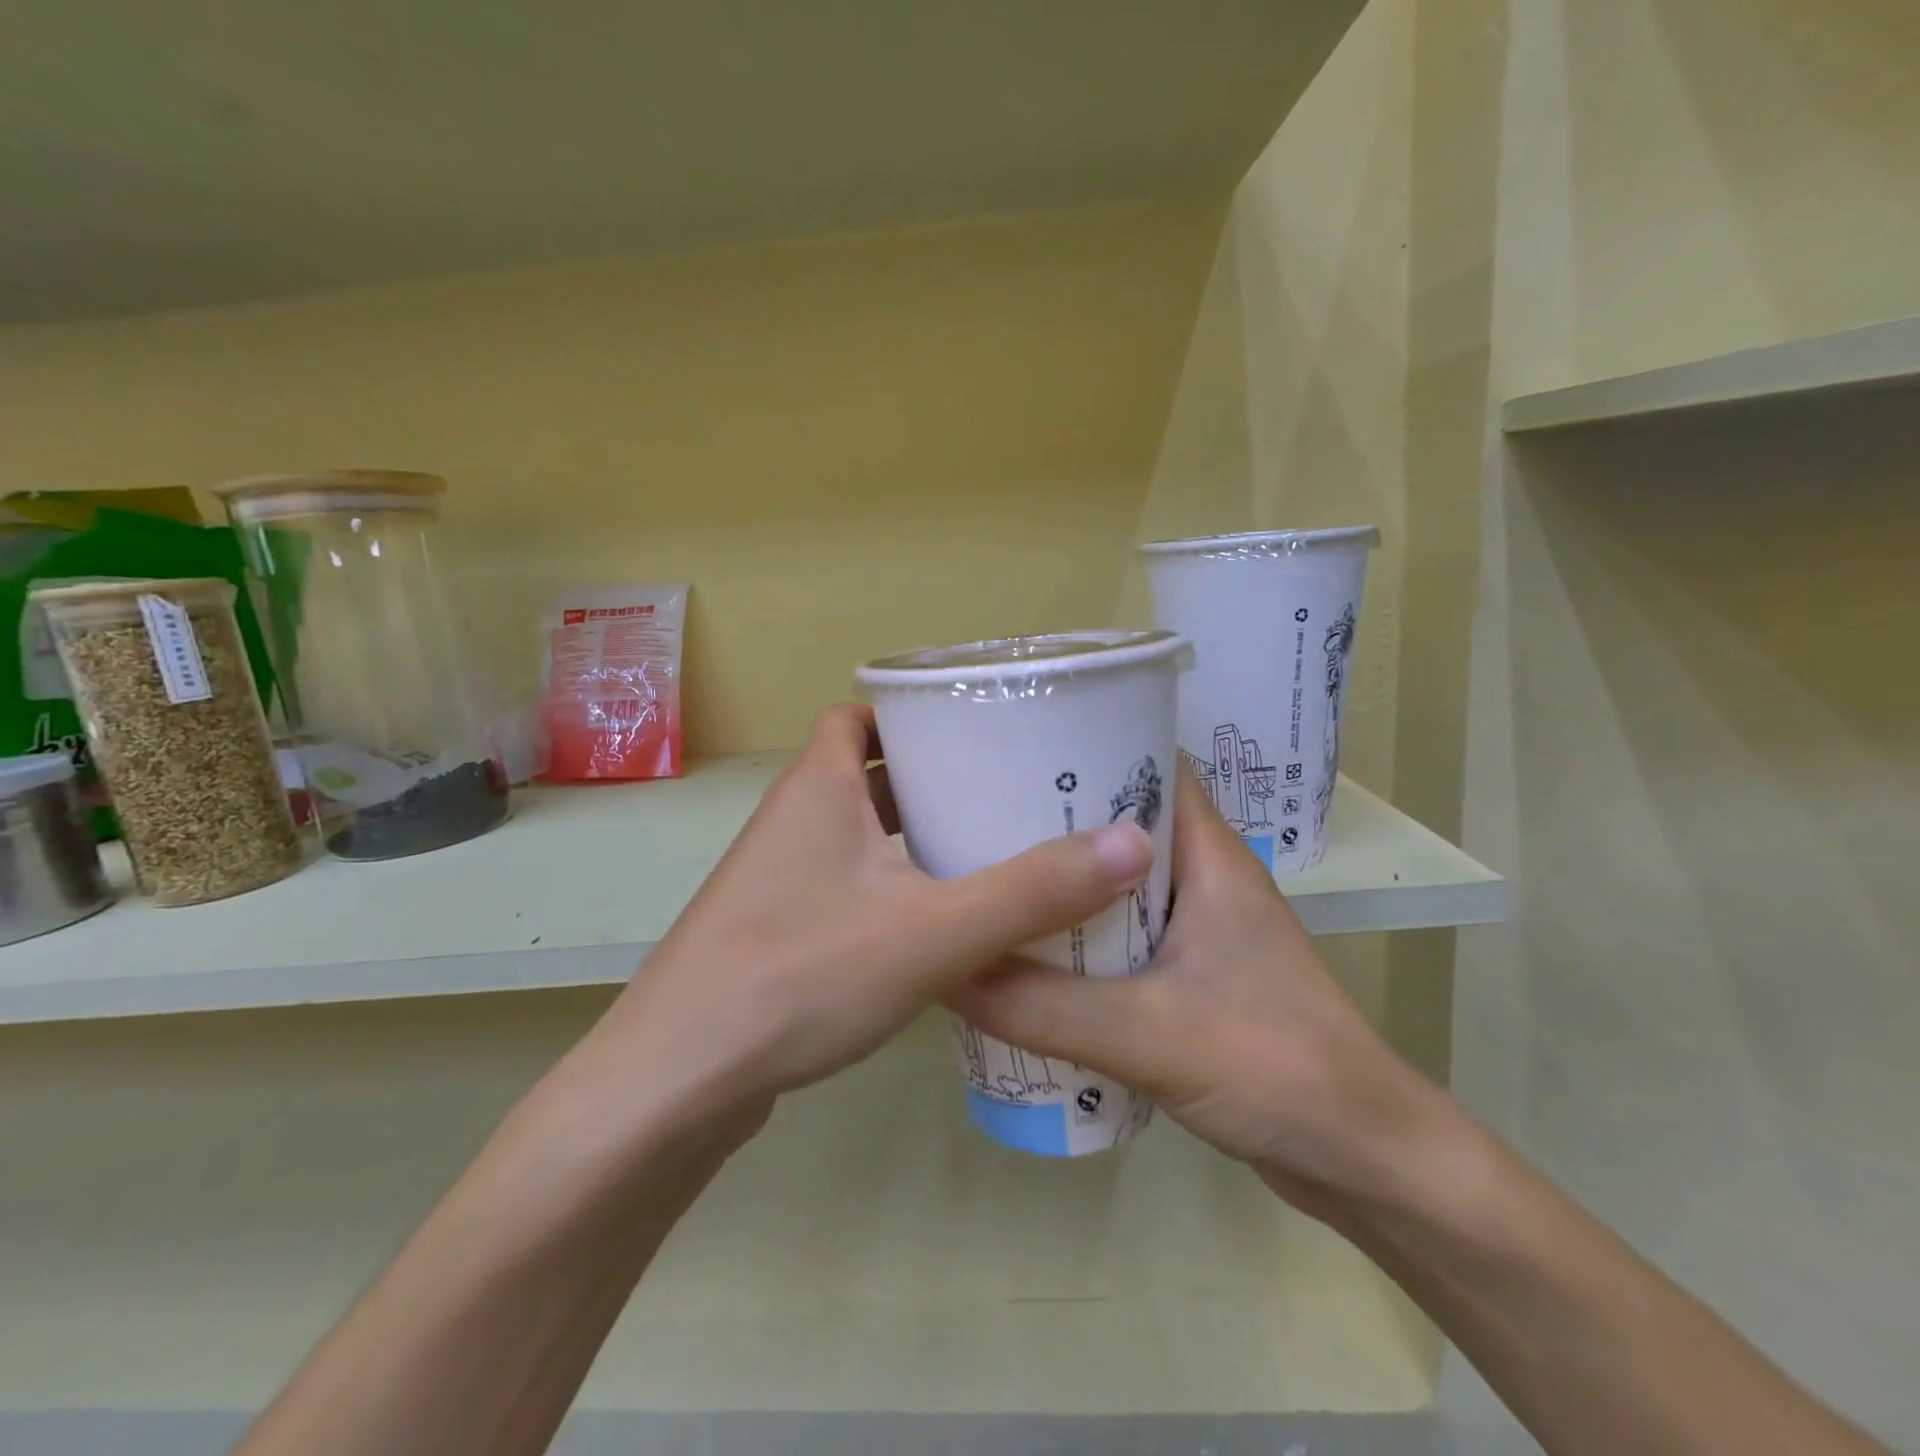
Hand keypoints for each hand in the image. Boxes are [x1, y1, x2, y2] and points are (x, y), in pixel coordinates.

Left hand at [565, 704, 1155, 1140]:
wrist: (678, 1080)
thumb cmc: (801, 974)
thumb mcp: (933, 930)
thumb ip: (1033, 891)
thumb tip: (1133, 843)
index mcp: (817, 786)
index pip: (861, 717)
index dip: (912, 715)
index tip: (976, 731)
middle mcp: (792, 819)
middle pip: (867, 773)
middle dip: (932, 778)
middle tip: (1004, 791)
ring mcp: (778, 878)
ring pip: (859, 834)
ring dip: (914, 838)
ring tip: (990, 850)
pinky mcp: (777, 930)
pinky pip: (847, 885)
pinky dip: (892, 888)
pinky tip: (941, 925)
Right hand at [953, 767, 1440, 1211]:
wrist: (1363, 1160)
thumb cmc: (1275, 1066)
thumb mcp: (1147, 1034)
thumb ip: (1042, 1007)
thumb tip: (948, 971)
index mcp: (1210, 856)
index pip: (1151, 765)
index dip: (1089, 747)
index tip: (1015, 751)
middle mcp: (1205, 879)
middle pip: (1122, 824)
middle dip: (1057, 819)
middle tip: (978, 818)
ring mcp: (1200, 930)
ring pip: (1117, 884)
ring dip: (1064, 885)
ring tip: (990, 879)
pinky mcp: (1191, 977)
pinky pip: (1122, 936)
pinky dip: (1079, 937)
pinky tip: (1028, 953)